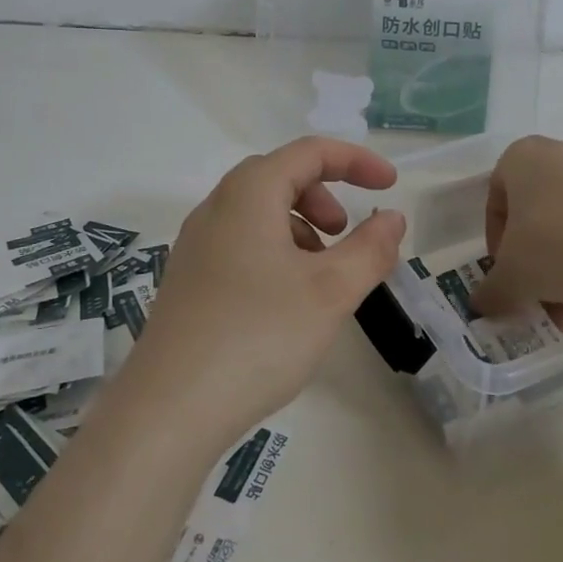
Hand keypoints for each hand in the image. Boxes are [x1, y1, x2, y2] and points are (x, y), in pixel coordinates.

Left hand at [120, 138, 406, 448]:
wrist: (169, 409)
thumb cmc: (259, 336)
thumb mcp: (330, 291)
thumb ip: (370, 249)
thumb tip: (393, 218)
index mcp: (248, 193)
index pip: (309, 152)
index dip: (356, 161)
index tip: (391, 186)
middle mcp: (216, 207)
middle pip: (279, 176)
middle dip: (324, 195)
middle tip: (347, 233)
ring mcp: (196, 244)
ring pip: (258, 212)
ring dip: (300, 226)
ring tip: (320, 275)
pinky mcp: (189, 280)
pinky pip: (240, 242)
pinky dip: (275, 251)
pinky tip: (286, 301)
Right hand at [470, 135, 562, 330]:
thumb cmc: (558, 241)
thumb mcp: (513, 276)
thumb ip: (493, 292)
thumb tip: (482, 306)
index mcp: (522, 158)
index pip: (496, 201)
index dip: (496, 244)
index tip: (506, 275)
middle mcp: (562, 155)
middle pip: (538, 217)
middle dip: (535, 263)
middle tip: (536, 296)